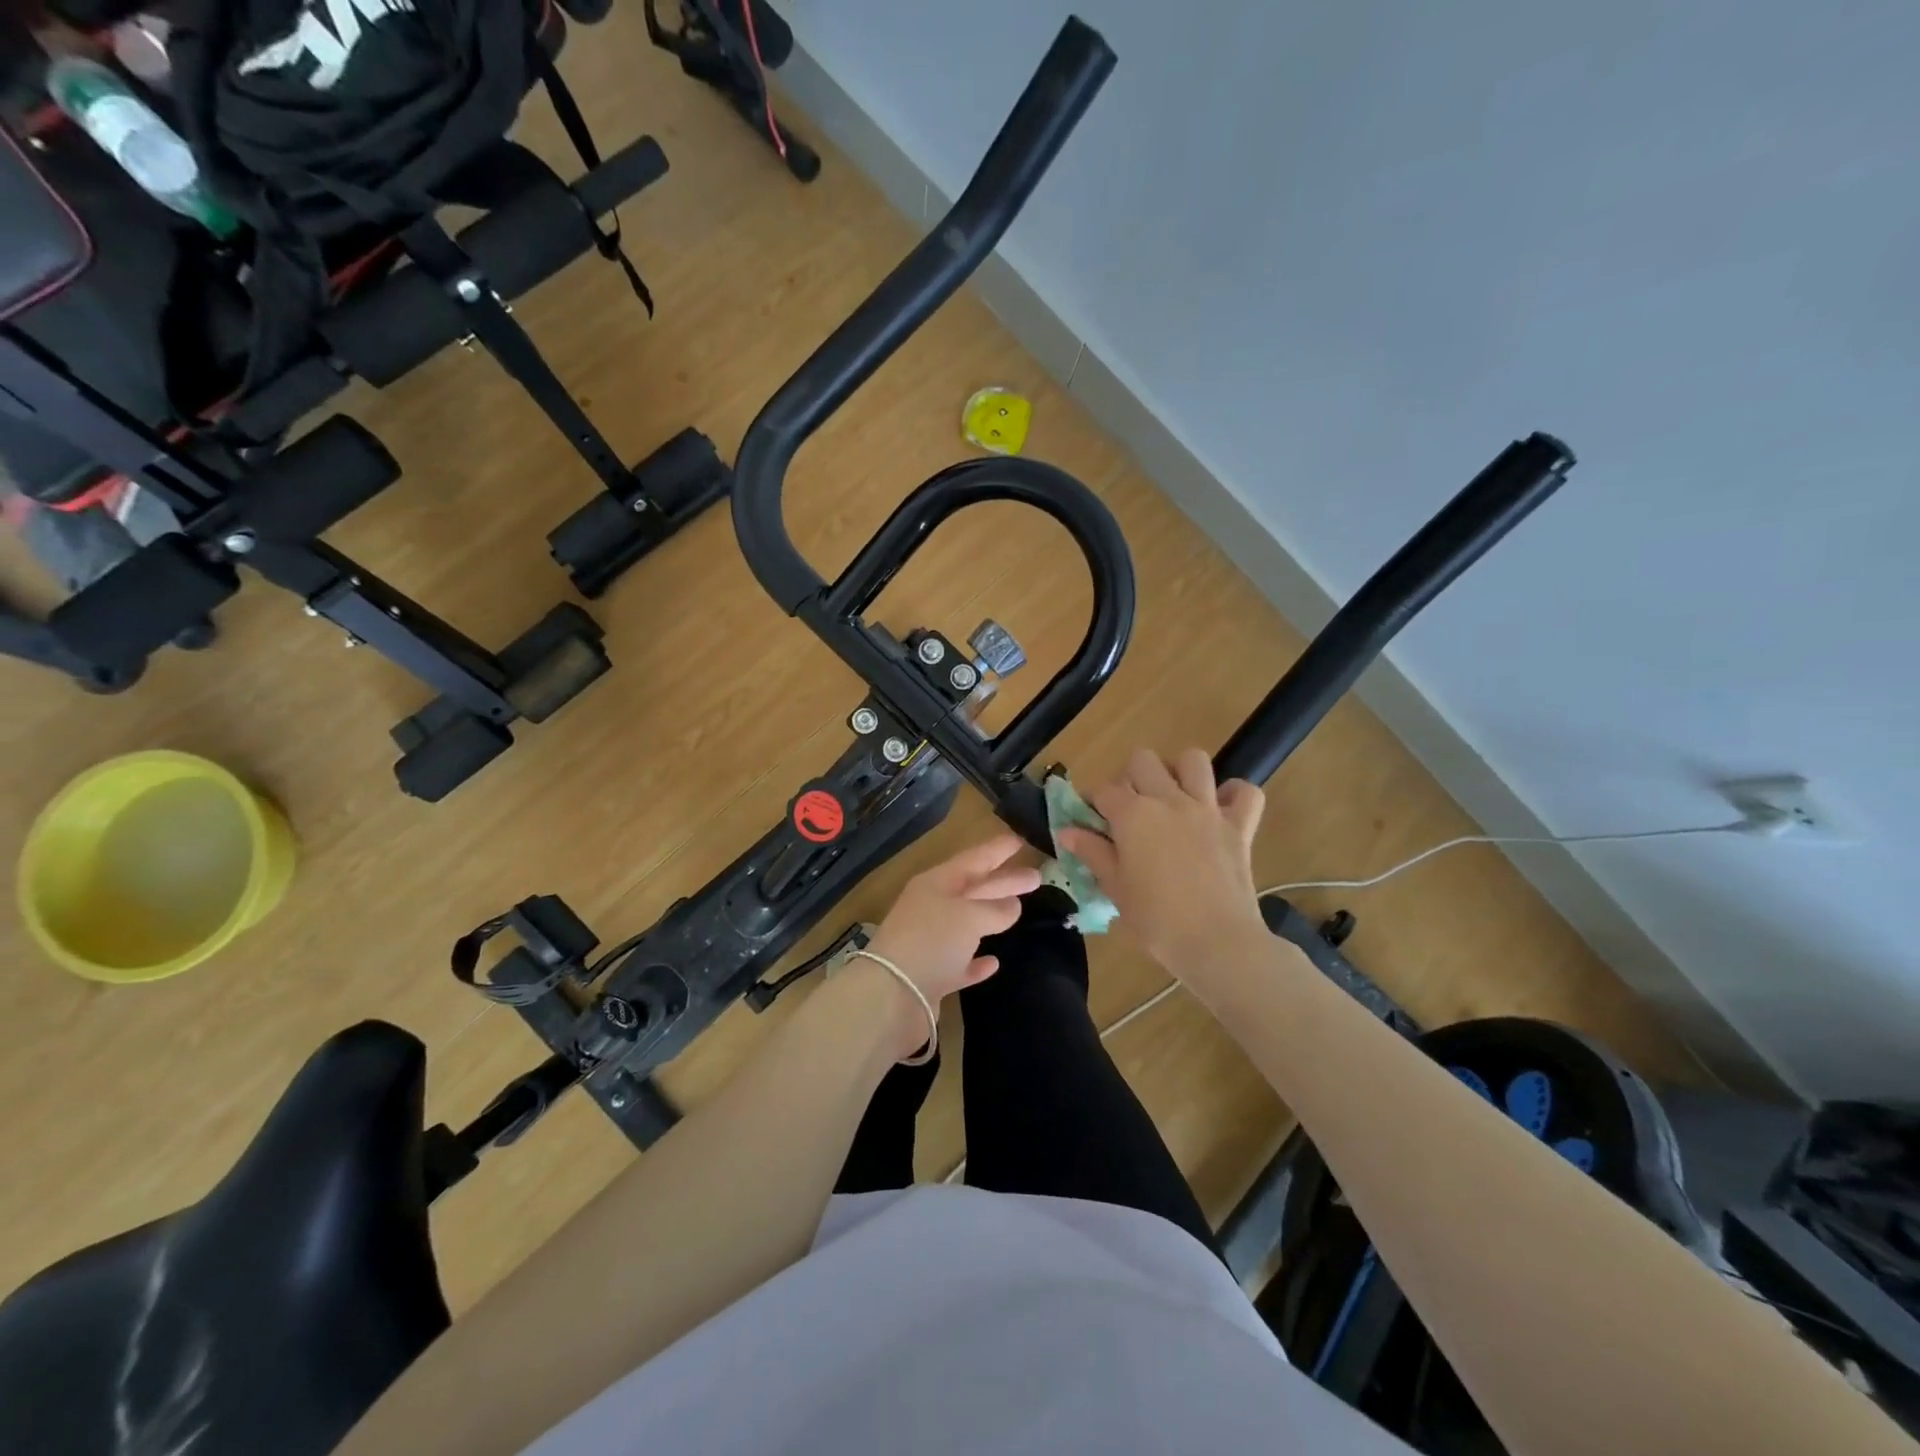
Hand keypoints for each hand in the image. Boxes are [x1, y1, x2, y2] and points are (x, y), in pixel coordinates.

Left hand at [858, 835, 1041, 1058]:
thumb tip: (1013, 906)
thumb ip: (995, 909)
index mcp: (936, 884)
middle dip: (1003, 881)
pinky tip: (994, 962)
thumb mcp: (969, 916)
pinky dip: (977, 961)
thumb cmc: (931, 941)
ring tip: (1020, 910)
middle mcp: (932, 908)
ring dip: (992, 916)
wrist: (892, 995)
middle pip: (974, 889)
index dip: (997, 850)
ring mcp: (930, 943)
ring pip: (968, 924)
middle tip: (1037, 876)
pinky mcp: (932, 976)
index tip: (1021, 840)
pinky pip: (960, 962)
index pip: (973, 859)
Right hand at [1057, 748, 1266, 973]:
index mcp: (1133, 815)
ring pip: (1193, 760)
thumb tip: (1067, 832)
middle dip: (1131, 777)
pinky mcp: (1240, 826)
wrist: (1216, 942)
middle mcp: (1169, 800)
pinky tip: (1220, 809)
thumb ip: (1093, 853)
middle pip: (1143, 760)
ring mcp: (1208, 809)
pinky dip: (1234, 794)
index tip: (1091, 821)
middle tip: (1131, 808)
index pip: (1104, 791)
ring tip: (1173, 796)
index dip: (1094, 803)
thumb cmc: (1156, 920)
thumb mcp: (1115, 888)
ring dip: (1180, 772)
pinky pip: (1246, 792)